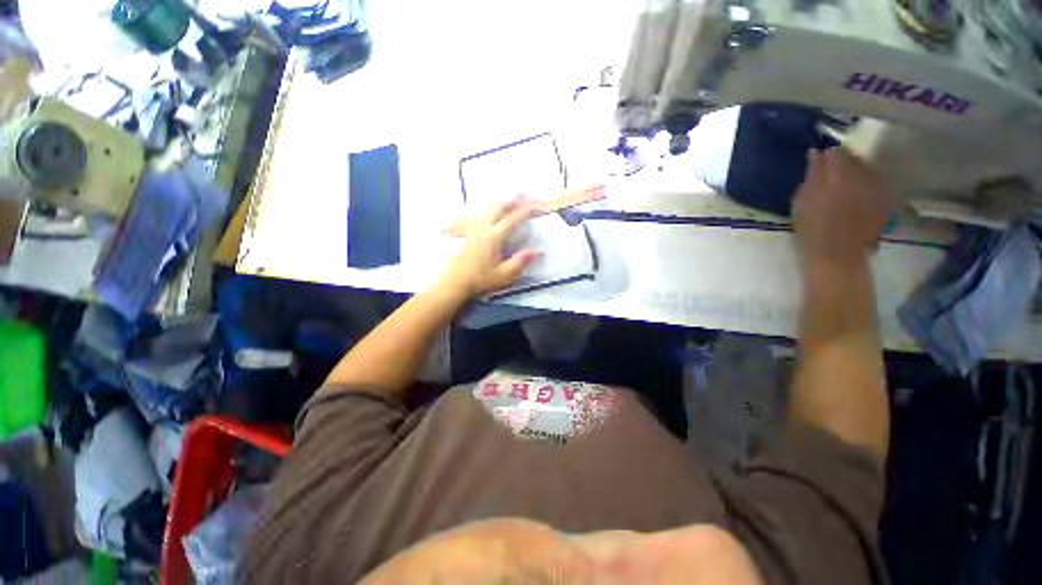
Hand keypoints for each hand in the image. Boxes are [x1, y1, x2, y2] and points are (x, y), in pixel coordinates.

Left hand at [436, 200, 538, 298]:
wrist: (454, 283)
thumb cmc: (480, 280)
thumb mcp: (504, 275)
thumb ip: (520, 262)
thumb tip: (536, 250)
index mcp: (493, 236)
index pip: (512, 219)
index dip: (525, 211)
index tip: (535, 205)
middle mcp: (482, 228)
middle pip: (498, 207)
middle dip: (511, 200)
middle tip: (522, 195)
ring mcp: (472, 228)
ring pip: (486, 208)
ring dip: (499, 203)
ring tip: (507, 201)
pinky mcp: (465, 232)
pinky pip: (477, 214)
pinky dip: (487, 209)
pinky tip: (487, 213)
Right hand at [793, 148, 891, 269]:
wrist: (837, 258)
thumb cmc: (811, 231)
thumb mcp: (801, 202)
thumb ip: (811, 175)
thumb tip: (816, 153)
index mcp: (839, 175)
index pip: (837, 151)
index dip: (826, 155)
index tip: (817, 163)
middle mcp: (863, 176)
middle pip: (855, 158)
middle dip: (843, 163)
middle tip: (828, 176)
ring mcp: (877, 188)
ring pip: (867, 169)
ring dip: (855, 173)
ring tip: (842, 186)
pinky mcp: (885, 200)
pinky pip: (876, 183)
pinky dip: (866, 184)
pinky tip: (856, 196)